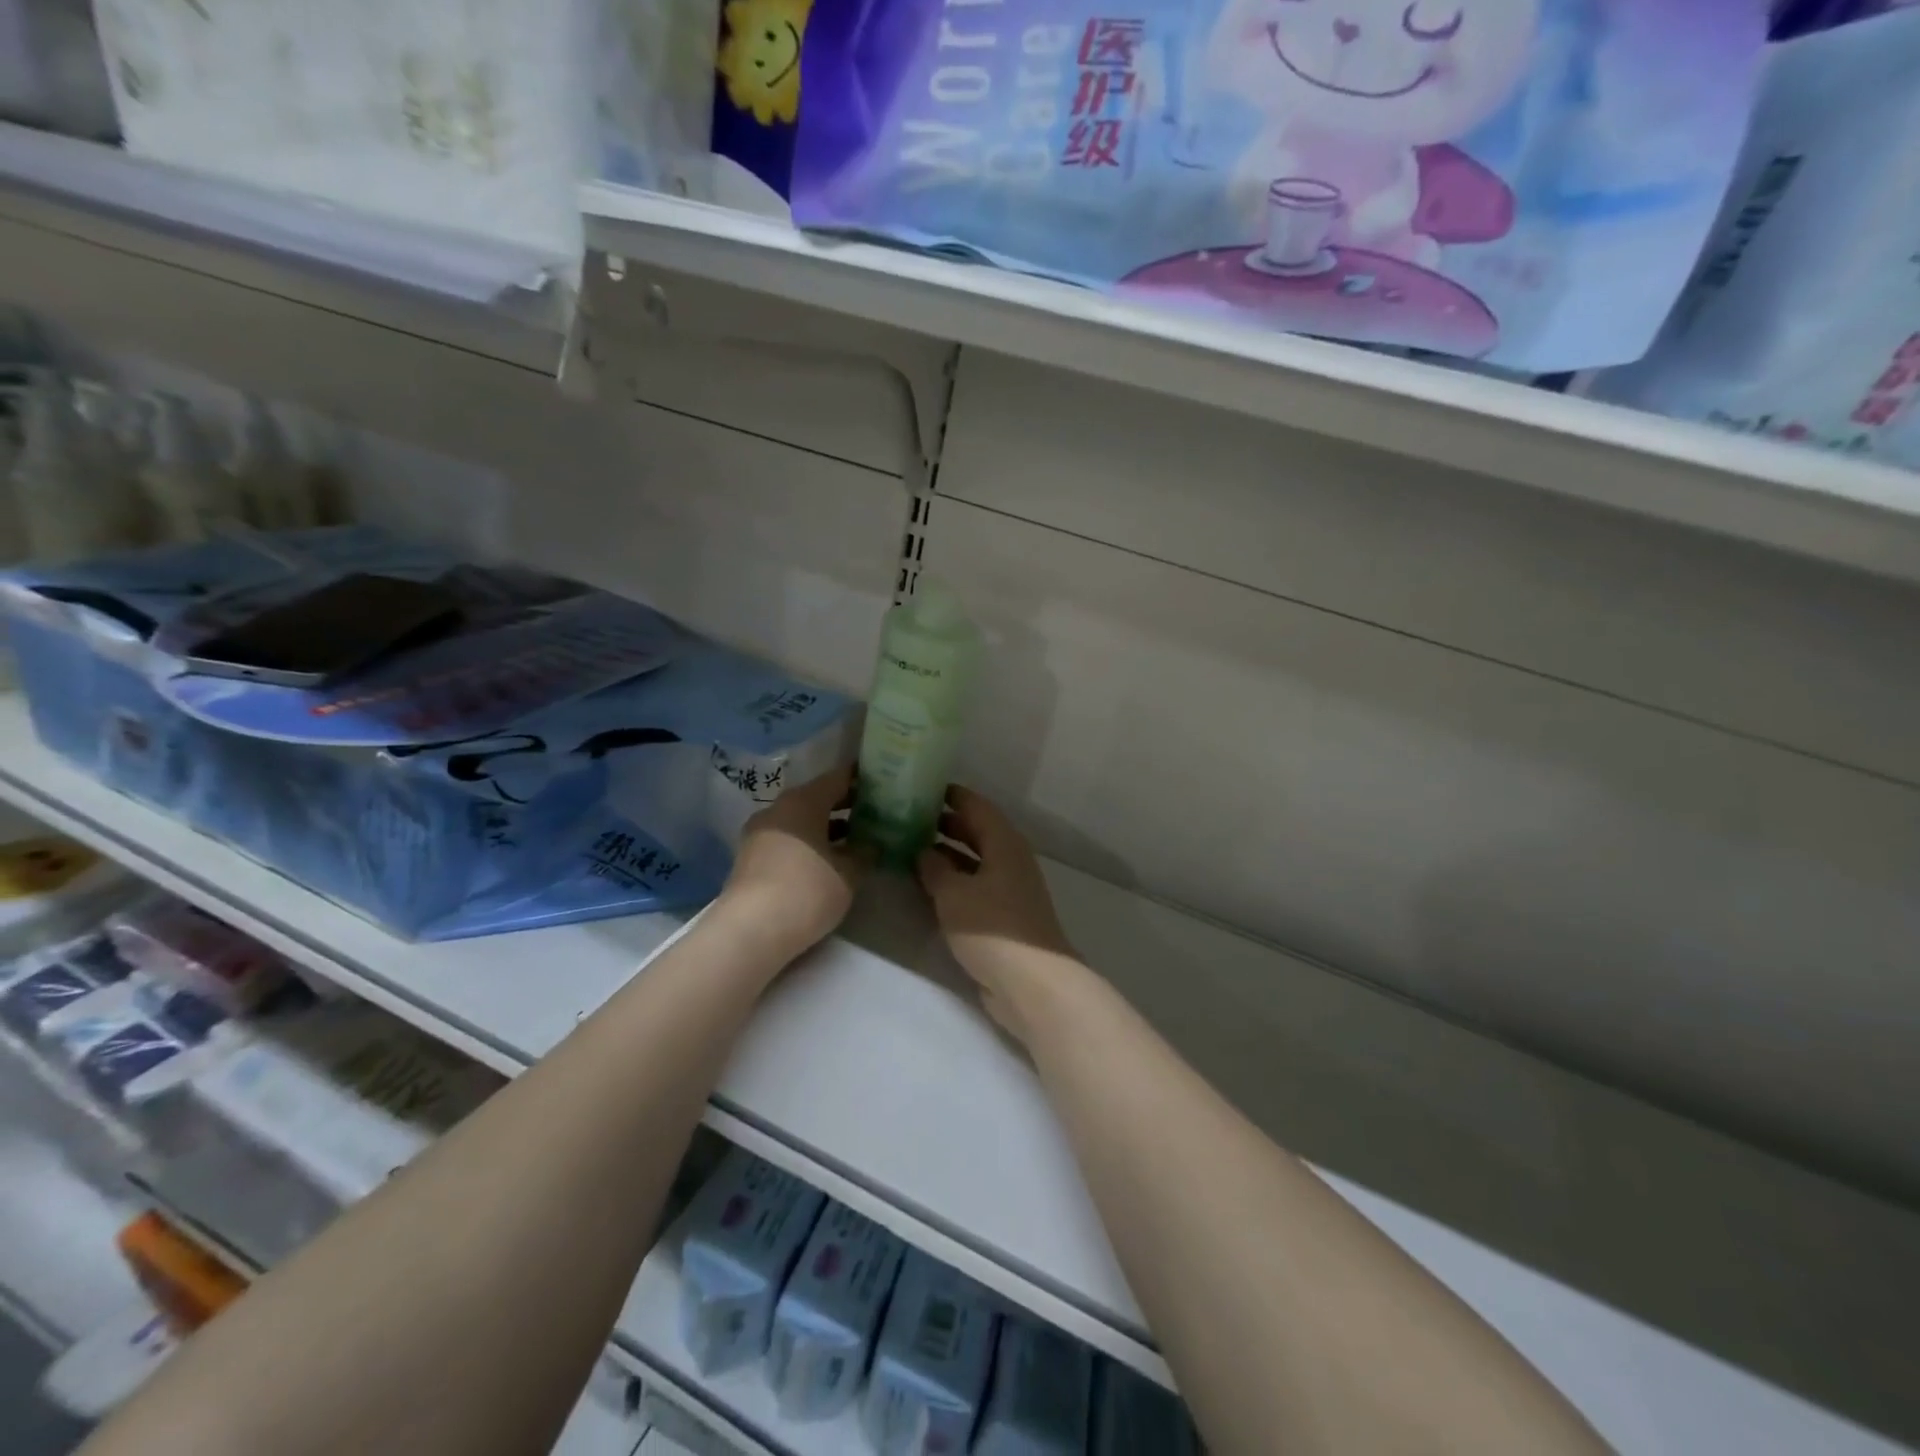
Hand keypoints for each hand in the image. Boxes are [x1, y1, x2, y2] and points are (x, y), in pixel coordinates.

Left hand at [718, 766, 863, 961]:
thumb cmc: (807, 890)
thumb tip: (873, 844)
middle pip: (817, 798)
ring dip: (828, 827)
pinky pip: (789, 840)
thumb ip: (865, 853)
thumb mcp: (849, 874)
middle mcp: (778, 809)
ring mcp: (760, 834)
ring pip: (801, 821)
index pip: (838, 778)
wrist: (751, 931)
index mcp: (803, 801)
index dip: (862, 778)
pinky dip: (810, 843)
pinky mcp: (752, 859)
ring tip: (857, 838)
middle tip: (876, 811)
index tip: (883, 780)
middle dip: (846, 804)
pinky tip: (829, 860)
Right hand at [917, 787, 1080, 1044]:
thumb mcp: (953, 894)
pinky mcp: (1004, 915)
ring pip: (974, 860)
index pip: (975, 805)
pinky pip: (975, 885)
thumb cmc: (992, 928)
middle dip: (944, 823)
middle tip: (907, 817)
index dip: (949, 795)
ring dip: (946, 853)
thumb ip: (934, 868)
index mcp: (1004, 843)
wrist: (1032, 983)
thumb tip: (923, 851)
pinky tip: (928, 886)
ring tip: (909, 848)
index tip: (919, 787)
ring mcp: (1009, 888)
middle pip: (976, 831)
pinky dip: (953, 880)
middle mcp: (1009, 859)